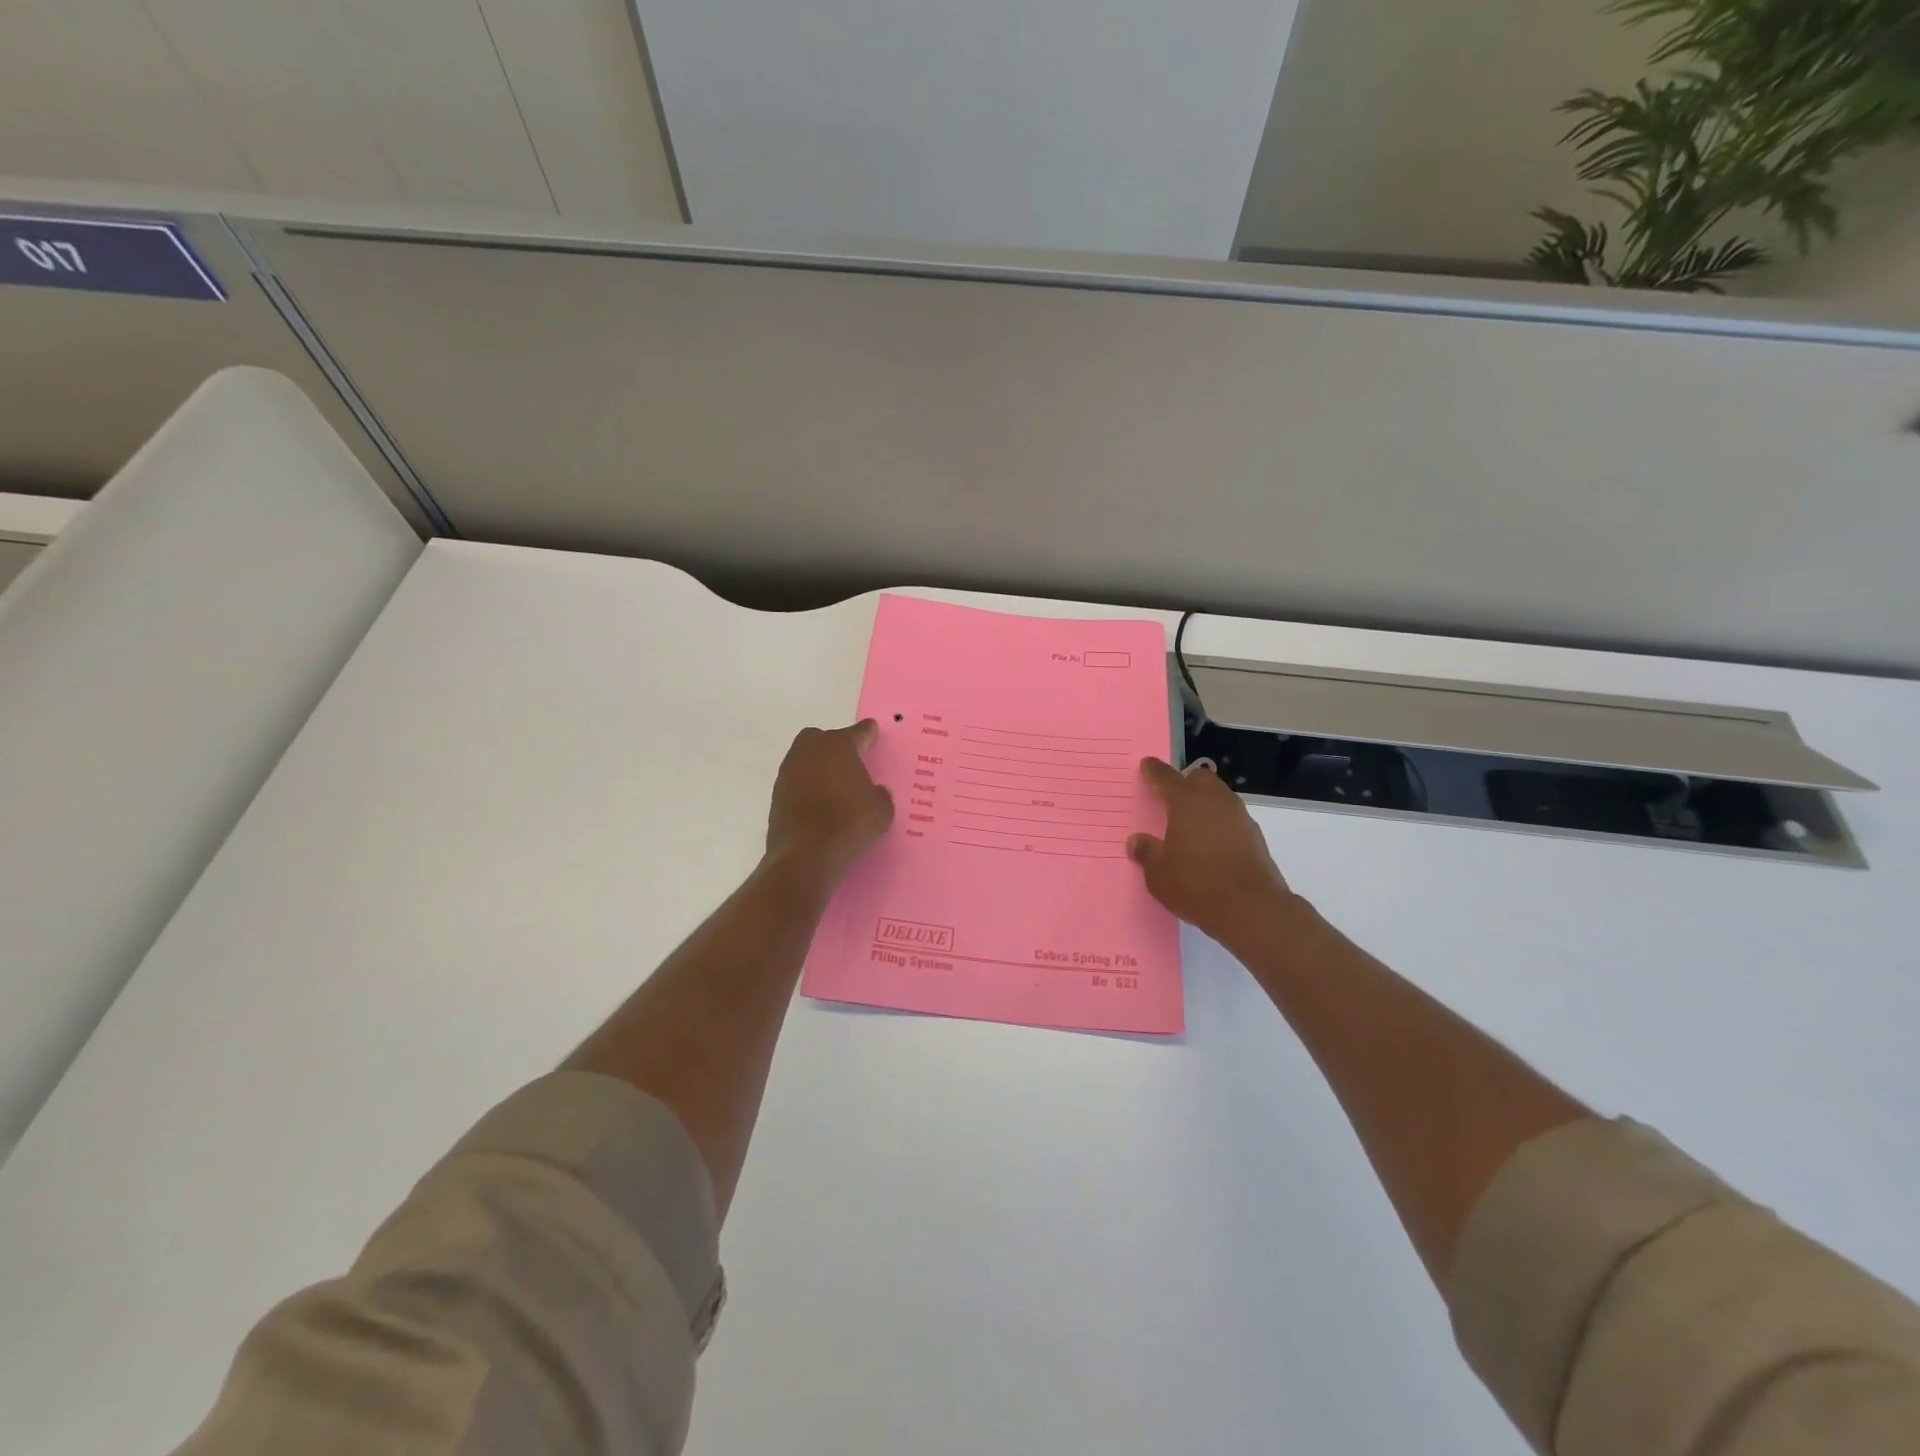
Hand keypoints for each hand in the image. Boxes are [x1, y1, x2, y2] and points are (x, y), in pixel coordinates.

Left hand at [766, 720, 894, 887]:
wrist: (805, 855)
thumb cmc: (850, 825)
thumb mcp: (882, 811)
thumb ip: (880, 794)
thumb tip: (874, 791)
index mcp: (840, 746)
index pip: (858, 732)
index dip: (868, 733)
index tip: (872, 731)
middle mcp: (811, 751)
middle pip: (823, 738)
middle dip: (836, 745)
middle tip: (850, 762)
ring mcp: (789, 771)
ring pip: (806, 759)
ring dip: (819, 767)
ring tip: (835, 786)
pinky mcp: (776, 794)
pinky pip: (797, 781)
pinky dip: (807, 787)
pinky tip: (819, 803)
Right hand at [1127, 757, 1298, 946]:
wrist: (1252, 909)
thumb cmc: (1197, 885)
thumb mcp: (1159, 874)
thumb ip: (1147, 853)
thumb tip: (1137, 841)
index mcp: (1186, 803)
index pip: (1167, 777)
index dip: (1154, 771)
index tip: (1147, 765)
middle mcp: (1215, 802)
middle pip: (1200, 778)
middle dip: (1186, 782)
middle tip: (1171, 798)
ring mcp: (1240, 818)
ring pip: (1220, 797)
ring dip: (1205, 803)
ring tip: (1191, 824)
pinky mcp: (1255, 837)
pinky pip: (1232, 819)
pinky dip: (1220, 823)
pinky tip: (1211, 844)